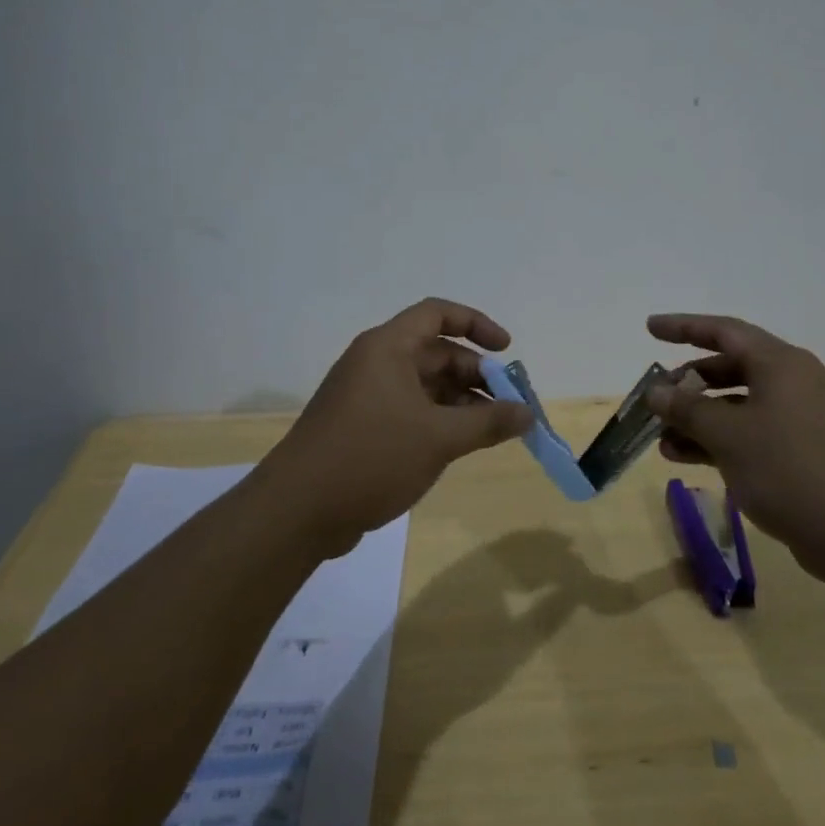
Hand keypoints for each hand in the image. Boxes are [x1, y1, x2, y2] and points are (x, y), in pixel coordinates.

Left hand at [256, 298, 533, 555]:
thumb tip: (527, 413)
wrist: (297, 511)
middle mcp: (376, 363)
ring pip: (425, 386)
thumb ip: (488, 423)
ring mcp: (366, 396)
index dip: (476, 324)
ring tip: (493, 430)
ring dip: (461, 401)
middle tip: (510, 404)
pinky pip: (411, 410)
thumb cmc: (371, 457)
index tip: (506, 350)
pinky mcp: (362, 427)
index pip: (437, 313)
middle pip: (436, 353)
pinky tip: (460, 446)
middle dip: (476, 375)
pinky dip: (439, 420)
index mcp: (388, 347)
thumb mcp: (438, 438)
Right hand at [644, 313, 824, 583]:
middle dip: (688, 384)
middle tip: (656, 400)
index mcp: (780, 363)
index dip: (683, 327)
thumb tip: (656, 392)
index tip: (649, 327)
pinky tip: (685, 459)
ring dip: (698, 419)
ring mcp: (799, 419)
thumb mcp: (729, 436)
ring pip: (737, 406)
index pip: (723, 331)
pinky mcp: (802, 452)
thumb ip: (688, 409)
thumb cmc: (791, 470)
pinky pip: (750, 434)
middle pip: (729, 368)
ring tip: (661, 441)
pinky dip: (718, 441)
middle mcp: (791, 382)